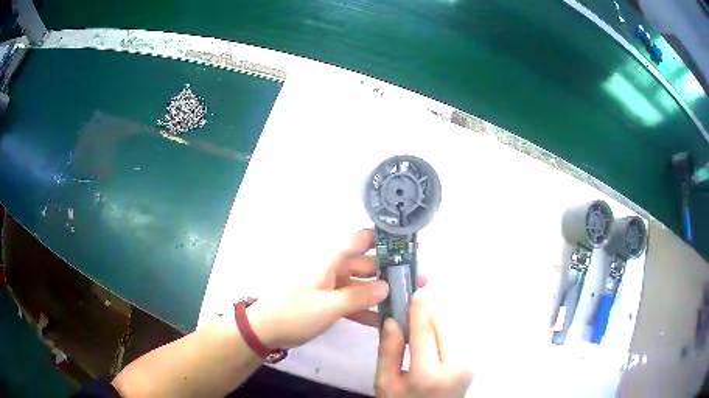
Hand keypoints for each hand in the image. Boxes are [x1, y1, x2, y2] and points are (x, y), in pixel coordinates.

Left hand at [248, 229, 423, 348]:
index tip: (407, 243)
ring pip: (362, 285)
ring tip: (408, 300)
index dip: (383, 237)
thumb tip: (386, 286)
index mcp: (331, 261)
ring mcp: (332, 286)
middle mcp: (333, 269)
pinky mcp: (329, 302)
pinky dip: (366, 309)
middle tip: (418, 280)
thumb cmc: (294, 313)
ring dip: (382, 292)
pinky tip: (384, 320)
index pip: (360, 240)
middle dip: (391, 271)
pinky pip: (352, 302)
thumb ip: (359, 296)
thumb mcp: (328, 306)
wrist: (266, 330)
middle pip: (367, 264)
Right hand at [376, 297, 472, 397]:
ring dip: (434, 323)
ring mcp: (468, 364)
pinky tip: (428, 339)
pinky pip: (454, 338)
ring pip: (450, 330)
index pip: (425, 333)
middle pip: (443, 326)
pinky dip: (440, 333)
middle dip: (427, 315)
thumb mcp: (386, 383)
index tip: (412, 292)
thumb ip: (389, 352)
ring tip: (415, 327)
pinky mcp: (471, 363)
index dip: (418, 310)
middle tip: (408, 310)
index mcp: (430, 375)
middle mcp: (456, 366)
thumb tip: (392, 320)